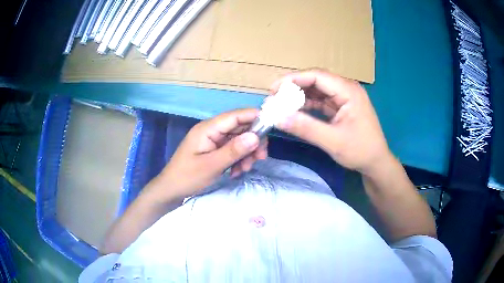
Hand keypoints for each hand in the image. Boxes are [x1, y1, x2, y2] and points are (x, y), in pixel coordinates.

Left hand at [155, 109, 267, 199]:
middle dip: (252, 142)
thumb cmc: (188, 177)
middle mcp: (212, 130)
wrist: (171, 190)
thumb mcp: (212, 165)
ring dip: (246, 153)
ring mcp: (213, 140)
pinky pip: (232, 150)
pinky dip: (238, 159)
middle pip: (240, 127)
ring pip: (238, 140)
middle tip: (260, 158)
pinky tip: (236, 172)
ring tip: (244, 169)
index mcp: (208, 128)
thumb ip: (233, 150)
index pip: (235, 116)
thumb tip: (255, 136)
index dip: (254, 117)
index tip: (271, 128)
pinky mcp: (214, 150)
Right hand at [272, 69, 391, 174]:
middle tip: (274, 98)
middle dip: (294, 88)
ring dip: (299, 96)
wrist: (376, 163)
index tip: (273, 89)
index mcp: (348, 91)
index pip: (317, 76)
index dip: (293, 79)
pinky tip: (295, 111)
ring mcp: (344, 97)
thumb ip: (306, 128)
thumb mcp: (333, 141)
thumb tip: (278, 118)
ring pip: (317, 90)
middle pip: (316, 81)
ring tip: (281, 105)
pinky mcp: (341, 107)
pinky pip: (321, 101)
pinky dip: (307, 105)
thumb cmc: (360, 151)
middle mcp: (346, 89)